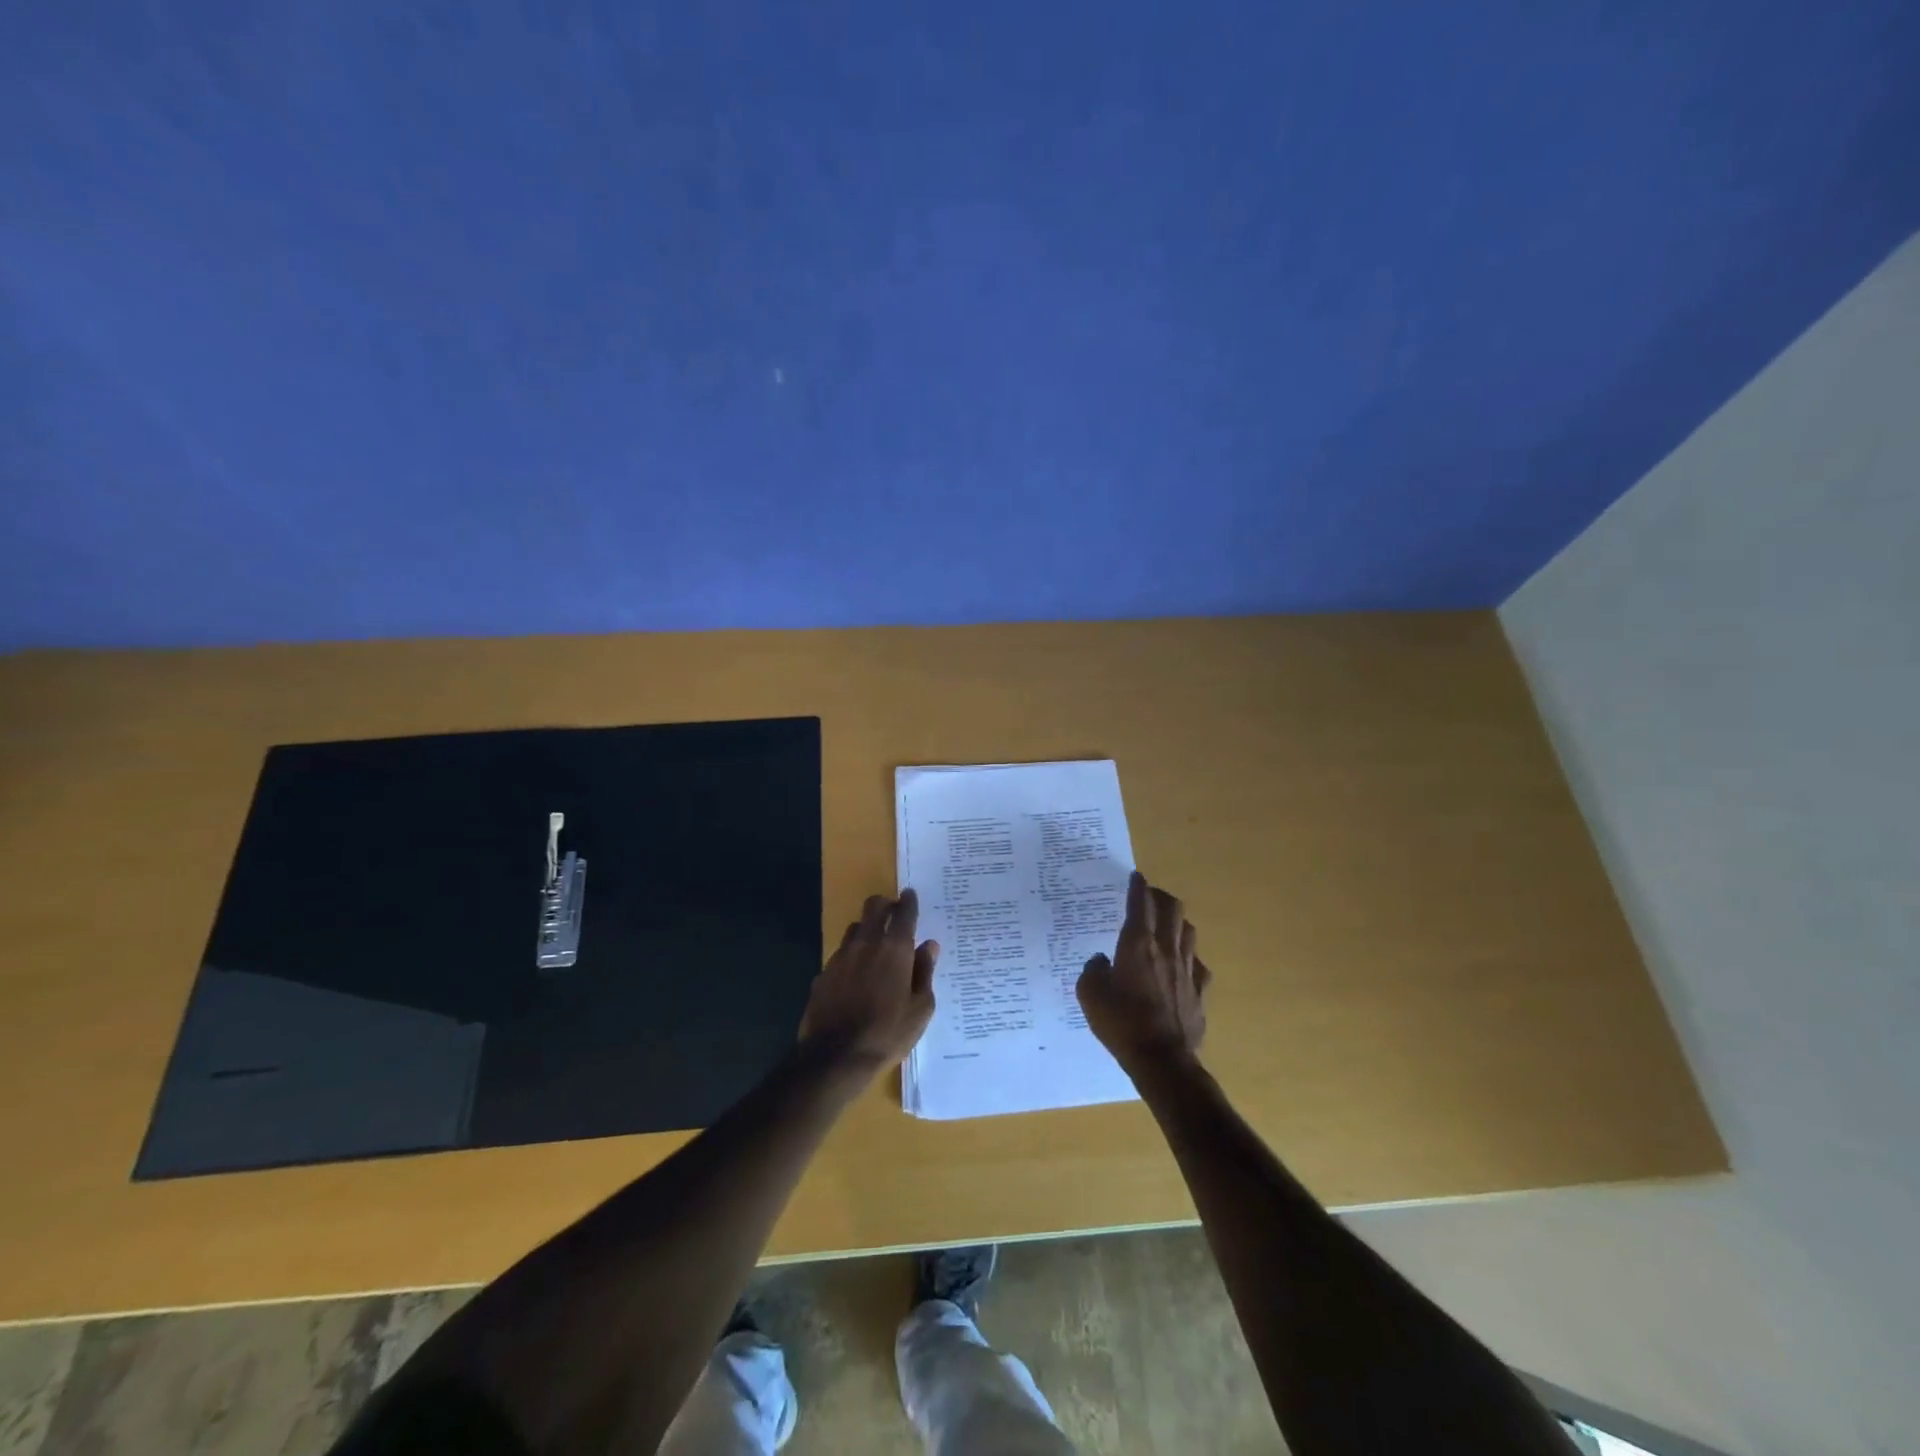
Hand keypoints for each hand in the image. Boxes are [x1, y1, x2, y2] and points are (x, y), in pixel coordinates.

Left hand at [800, 890, 938, 1075]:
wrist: (836, 1056)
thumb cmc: (888, 1033)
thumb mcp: (920, 1008)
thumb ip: (925, 972)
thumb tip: (929, 946)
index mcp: (895, 949)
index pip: (904, 912)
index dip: (909, 901)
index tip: (911, 894)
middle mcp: (866, 944)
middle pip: (874, 907)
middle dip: (885, 904)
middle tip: (894, 913)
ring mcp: (841, 957)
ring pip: (855, 928)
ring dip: (867, 929)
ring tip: (875, 945)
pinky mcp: (823, 973)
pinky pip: (840, 954)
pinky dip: (851, 956)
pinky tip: (856, 975)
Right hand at [1078, 871, 1209, 1072]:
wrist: (1162, 1060)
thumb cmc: (1121, 1023)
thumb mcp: (1090, 996)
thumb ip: (1092, 971)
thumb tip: (1100, 961)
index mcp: (1137, 945)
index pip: (1140, 904)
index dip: (1137, 887)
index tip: (1135, 877)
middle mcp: (1166, 949)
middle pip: (1172, 909)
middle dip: (1160, 897)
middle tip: (1149, 897)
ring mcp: (1188, 969)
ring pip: (1188, 932)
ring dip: (1177, 922)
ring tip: (1166, 926)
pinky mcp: (1200, 991)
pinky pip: (1198, 964)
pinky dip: (1188, 958)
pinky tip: (1181, 966)